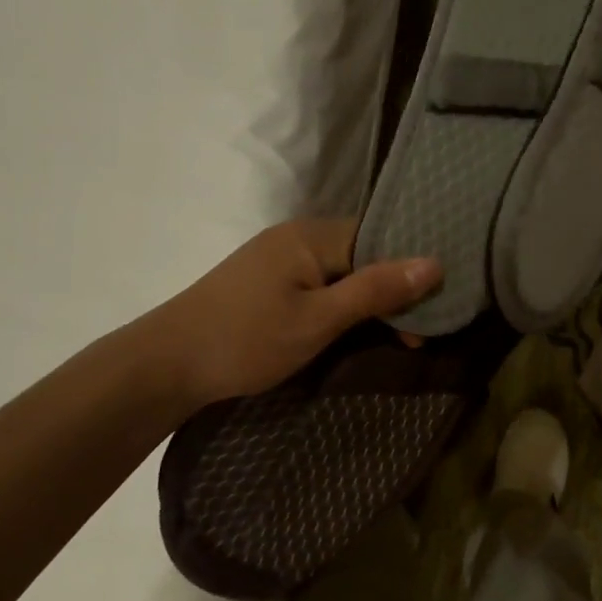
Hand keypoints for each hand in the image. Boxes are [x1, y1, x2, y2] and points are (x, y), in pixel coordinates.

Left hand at [137, 219, 439, 410]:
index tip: (435, 311)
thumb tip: (435, 263)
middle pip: (364, 254)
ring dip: (369, 302)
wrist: (166, 364)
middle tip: (418, 334)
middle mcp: (298, 236)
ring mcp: (280, 258)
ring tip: (396, 337)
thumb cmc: (246, 340)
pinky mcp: (269, 281)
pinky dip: (343, 306)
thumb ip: (376, 290)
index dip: (411, 273)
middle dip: (393, 291)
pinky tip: (355, 329)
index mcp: (312, 235)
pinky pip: (322, 284)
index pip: (381, 240)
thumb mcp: (319, 320)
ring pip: (344, 272)